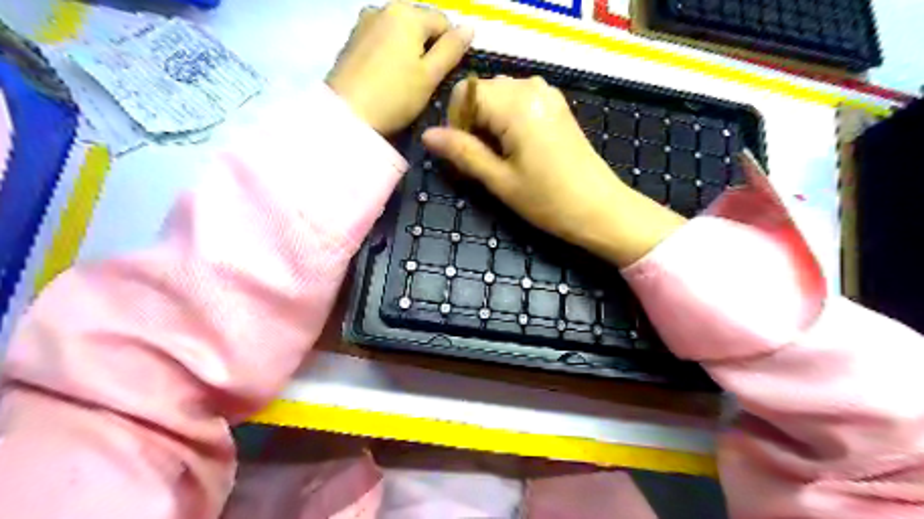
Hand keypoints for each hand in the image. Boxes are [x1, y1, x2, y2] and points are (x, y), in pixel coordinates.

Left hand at [326, 2, 471, 136]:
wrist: (346, 115)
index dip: (450, 48)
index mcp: (407, 13)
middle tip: (426, 81)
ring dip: (408, 51)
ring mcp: (364, 22)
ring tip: (406, 81)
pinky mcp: (351, 39)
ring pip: (399, 32)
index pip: (443, 22)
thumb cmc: (395, 96)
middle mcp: (384, 8)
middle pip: (419, 24)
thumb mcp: (430, 76)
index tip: (444, 76)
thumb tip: (469, 28)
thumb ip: (451, 50)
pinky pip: (381, 40)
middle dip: (428, 48)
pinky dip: (390, 54)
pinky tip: (387, 78)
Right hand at [422, 77, 687, 267]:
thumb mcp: (500, 180)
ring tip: (501, 158)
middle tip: (482, 161)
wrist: (601, 209)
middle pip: (483, 91)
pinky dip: (508, 120)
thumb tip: (428, 135)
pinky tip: (518, 149)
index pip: (465, 92)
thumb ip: (463, 152)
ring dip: (490, 122)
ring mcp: (548, 95)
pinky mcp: (557, 106)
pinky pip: (519, 101)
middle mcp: (531, 87)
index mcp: (515, 104)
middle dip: (473, 122)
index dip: (456, 121)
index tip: (466, 153)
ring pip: (500, 95)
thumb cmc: (549, 200)